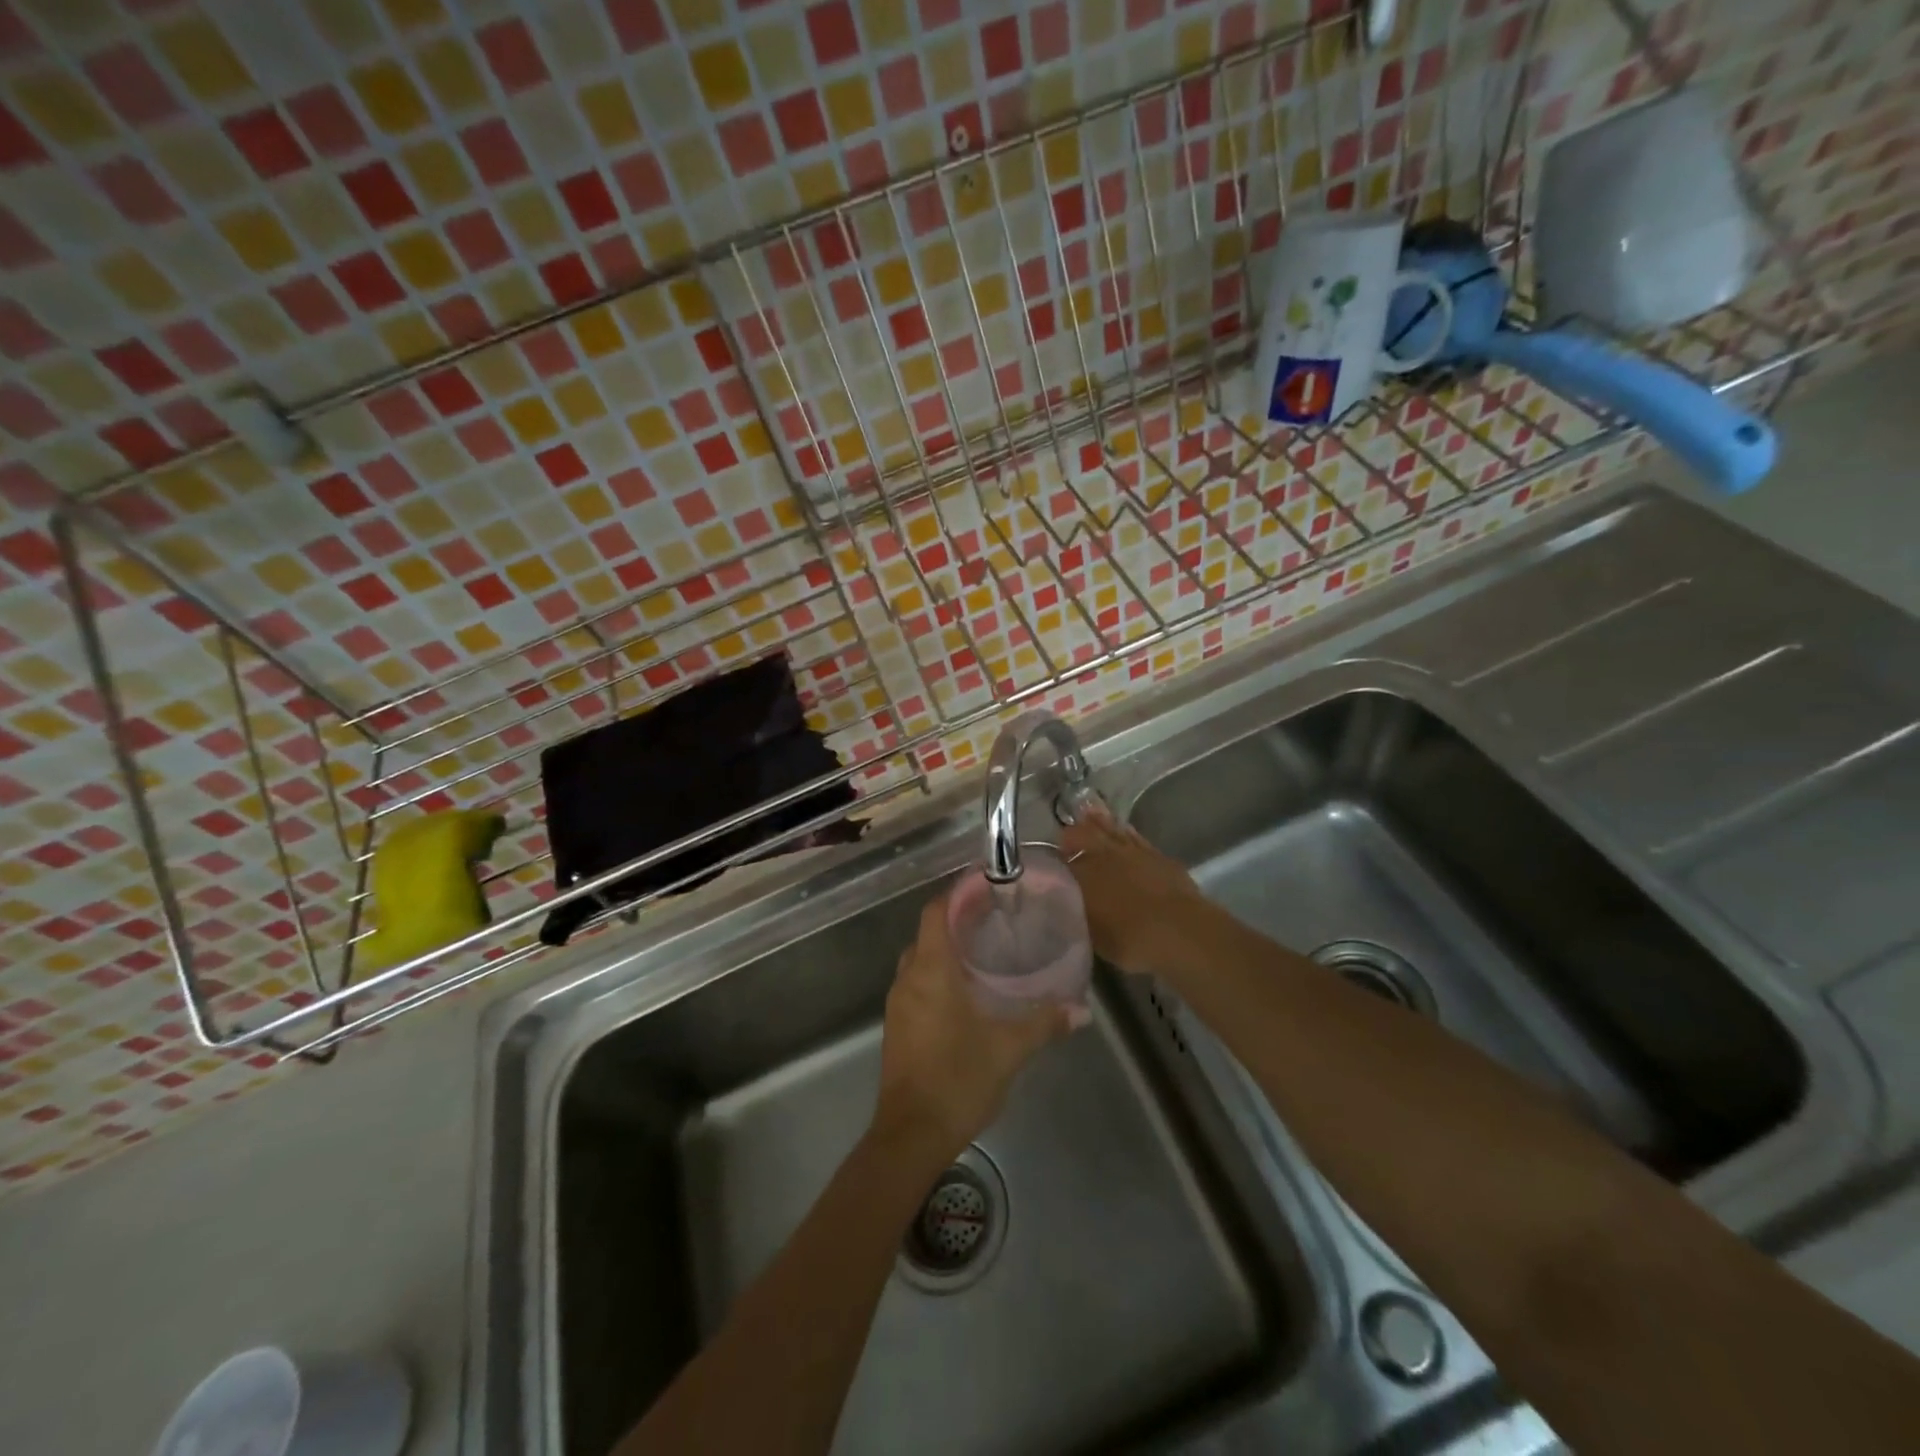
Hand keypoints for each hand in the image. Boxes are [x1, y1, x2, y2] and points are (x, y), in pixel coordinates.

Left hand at [873, 892, 1070, 1159]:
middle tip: (994, 919)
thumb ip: (1044, 1023)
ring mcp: (898, 1004)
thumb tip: (1082, 1009)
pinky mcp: (897, 1026)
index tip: (987, 887)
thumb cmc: (958, 1079)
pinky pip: (917, 984)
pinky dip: (938, 975)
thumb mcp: (1009, 1049)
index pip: (936, 912)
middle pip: (928, 933)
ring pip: (920, 960)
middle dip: (957, 921)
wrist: (910, 1135)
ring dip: (946, 950)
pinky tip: (966, 992)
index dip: (958, 894)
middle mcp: (908, 978)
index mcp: (931, 970)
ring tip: (984, 951)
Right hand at [1061, 808, 1214, 976]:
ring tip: (1090, 817)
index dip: (1057, 859)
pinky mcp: (1159, 856)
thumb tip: (1067, 906)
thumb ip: (1077, 915)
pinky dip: (1127, 833)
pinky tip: (1125, 831)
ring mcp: (1134, 852)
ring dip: (1100, 823)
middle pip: (1086, 835)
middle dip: (1074, 834)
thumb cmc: (1129, 939)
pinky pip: (1136, 837)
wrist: (1178, 930)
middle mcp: (1105, 856)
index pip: (1064, 860)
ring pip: (1112, 830)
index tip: (1052, 861)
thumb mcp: (1091, 934)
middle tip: (1067, 836)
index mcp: (1083, 874)